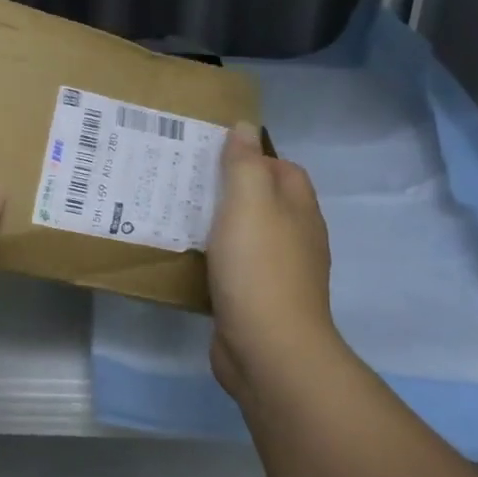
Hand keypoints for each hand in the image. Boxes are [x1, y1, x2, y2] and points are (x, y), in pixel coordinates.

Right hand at [206, 123, 343, 402]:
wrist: (268, 349)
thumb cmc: (259, 267)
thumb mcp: (249, 202)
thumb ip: (245, 163)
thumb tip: (246, 127)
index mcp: (299, 210)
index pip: (283, 168)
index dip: (253, 156)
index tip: (211, 154)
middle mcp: (296, 238)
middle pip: (264, 201)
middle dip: (230, 189)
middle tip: (186, 180)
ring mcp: (279, 273)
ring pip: (247, 235)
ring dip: (219, 225)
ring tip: (178, 213)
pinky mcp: (258, 301)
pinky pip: (235, 267)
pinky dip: (215, 258)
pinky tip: (188, 257)